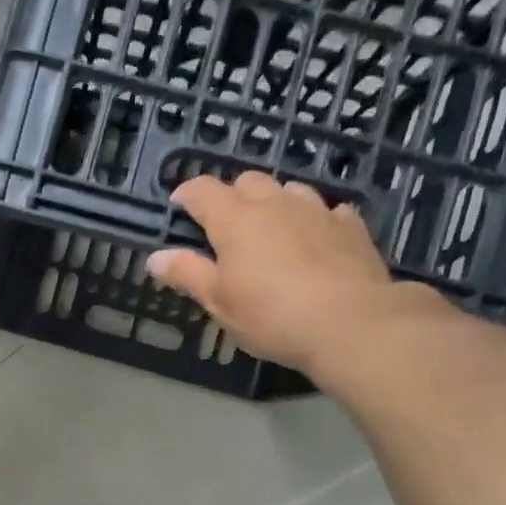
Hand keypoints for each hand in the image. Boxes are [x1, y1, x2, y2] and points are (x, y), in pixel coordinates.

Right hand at [147, 172, 435, 380]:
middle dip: (231, 196)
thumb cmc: (271, 315)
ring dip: (273, 204)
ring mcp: (317, 209)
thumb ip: (187, 274)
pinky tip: (314, 241)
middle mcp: (275, 203)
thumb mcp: (219, 302)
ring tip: (270, 232)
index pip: (203, 190)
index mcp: (235, 220)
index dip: (187, 194)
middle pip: (247, 181)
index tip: (178, 207)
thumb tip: (155, 257)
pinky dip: (312, 220)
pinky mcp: (350, 225)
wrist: (350, 322)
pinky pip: (326, 210)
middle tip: (225, 227)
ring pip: (288, 191)